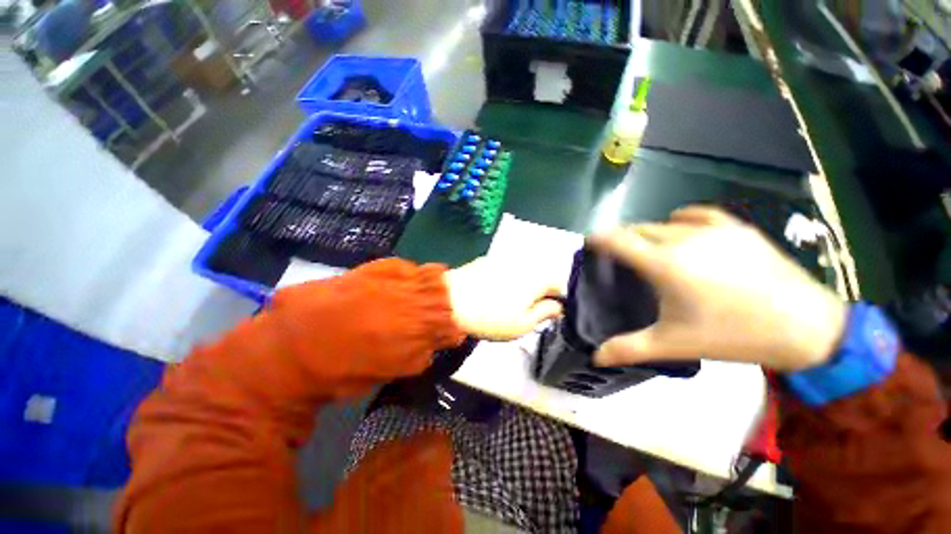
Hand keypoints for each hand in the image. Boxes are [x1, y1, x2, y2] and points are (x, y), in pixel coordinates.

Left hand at [444, 256, 564, 340]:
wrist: (450, 302)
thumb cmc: (490, 317)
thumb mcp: (523, 324)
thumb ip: (545, 313)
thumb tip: (558, 307)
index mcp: (536, 278)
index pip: (559, 284)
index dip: (557, 300)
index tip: (549, 313)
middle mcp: (523, 263)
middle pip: (540, 277)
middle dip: (538, 292)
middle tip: (525, 310)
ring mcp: (503, 259)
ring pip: (522, 272)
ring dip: (521, 285)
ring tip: (506, 302)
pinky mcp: (487, 260)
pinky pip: (504, 269)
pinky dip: (505, 279)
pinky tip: (492, 292)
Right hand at [588, 206, 847, 371]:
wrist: (807, 326)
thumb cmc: (733, 336)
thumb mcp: (674, 345)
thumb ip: (628, 349)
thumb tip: (595, 358)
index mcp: (664, 264)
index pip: (617, 240)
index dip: (598, 239)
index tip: (589, 244)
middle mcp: (683, 239)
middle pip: (638, 229)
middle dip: (622, 238)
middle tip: (616, 255)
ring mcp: (712, 230)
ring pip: (664, 222)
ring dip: (647, 232)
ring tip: (646, 248)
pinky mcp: (736, 228)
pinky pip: (697, 214)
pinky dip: (680, 219)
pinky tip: (680, 228)